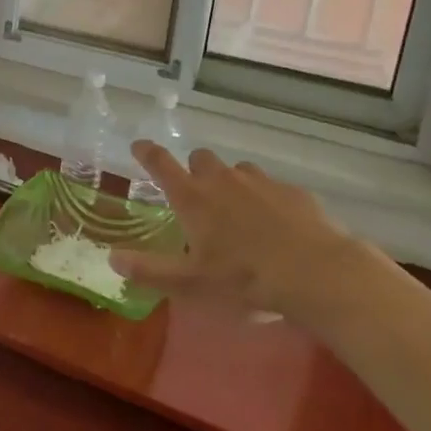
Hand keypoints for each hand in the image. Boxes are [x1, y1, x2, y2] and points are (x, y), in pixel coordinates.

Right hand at [109, 143, 384, 320]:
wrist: (318, 274)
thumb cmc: (245, 279)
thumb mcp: (191, 284)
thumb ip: (150, 270)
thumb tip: (112, 259)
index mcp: (193, 198)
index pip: (160, 163)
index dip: (146, 152)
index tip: (139, 146)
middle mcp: (222, 180)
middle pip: (200, 158)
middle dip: (194, 169)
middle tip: (197, 195)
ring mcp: (260, 182)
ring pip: (238, 170)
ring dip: (231, 182)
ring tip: (238, 212)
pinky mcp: (293, 192)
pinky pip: (271, 187)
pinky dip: (266, 199)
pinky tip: (276, 226)